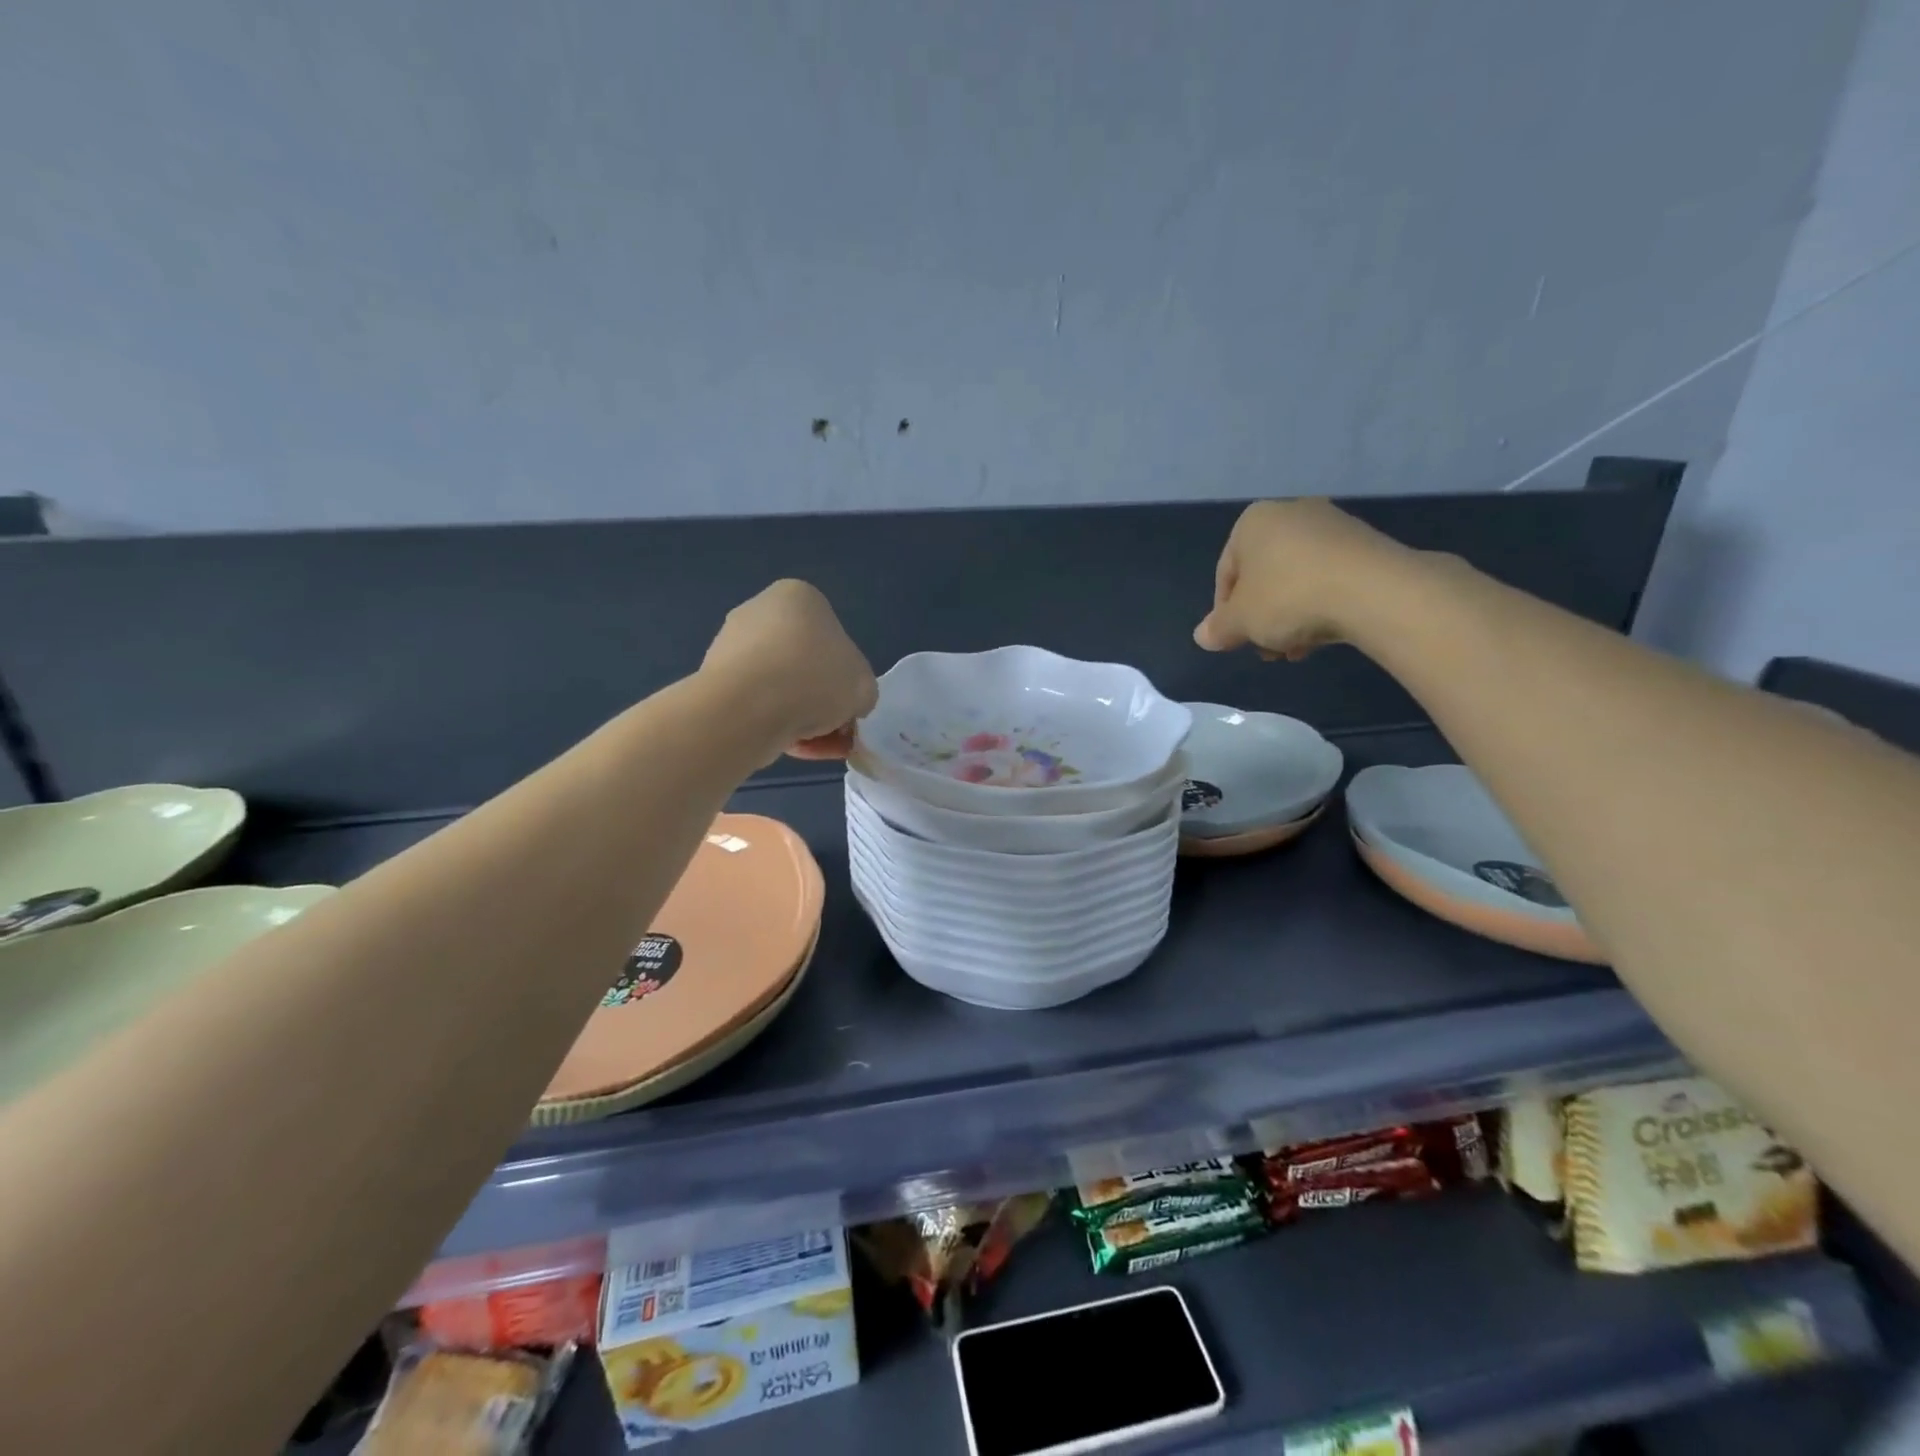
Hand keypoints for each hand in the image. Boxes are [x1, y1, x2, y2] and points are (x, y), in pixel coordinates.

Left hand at [703, 580, 877, 760]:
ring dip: (800, 718)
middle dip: (821, 702)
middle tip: (835, 733)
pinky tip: (787, 747)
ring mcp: (730, 644)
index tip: (849, 707)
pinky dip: (773, 725)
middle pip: (805, 665)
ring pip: (780, 688)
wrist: (747, 708)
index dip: (846, 680)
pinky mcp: (712, 679)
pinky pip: (755, 704)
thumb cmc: (815, 679)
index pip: (833, 639)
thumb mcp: (864, 685)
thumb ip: (860, 692)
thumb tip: (847, 706)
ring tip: (813, 748)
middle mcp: (760, 611)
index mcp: (799, 597)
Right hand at [1194, 498, 1412, 659]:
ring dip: (1290, 617)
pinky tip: (1323, 634)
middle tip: (1266, 650)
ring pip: (1296, 580)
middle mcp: (1290, 512)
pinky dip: (1320, 605)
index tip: (1235, 642)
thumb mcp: (1240, 621)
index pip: (1225, 574)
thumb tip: (1202, 636)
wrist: (1373, 590)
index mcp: (1252, 522)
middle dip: (1261, 618)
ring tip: (1296, 649)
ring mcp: (1332, 525)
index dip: (1226, 614)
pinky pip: (1328, 578)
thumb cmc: (1288, 597)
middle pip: (1263, 577)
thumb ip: (1218, 628)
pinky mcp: (1365, 543)